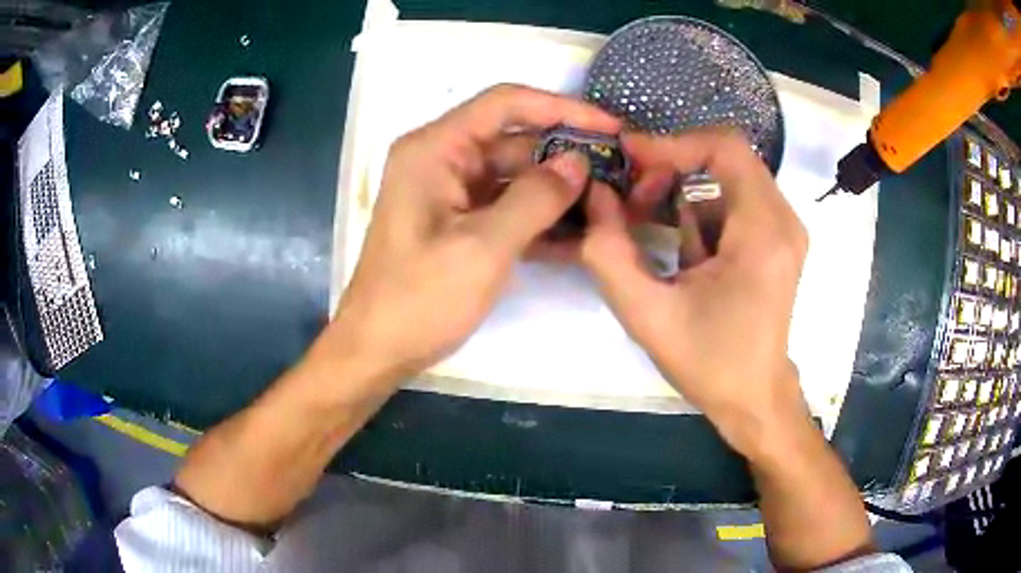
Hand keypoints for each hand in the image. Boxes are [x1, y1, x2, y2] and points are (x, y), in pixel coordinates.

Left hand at [324, 85, 619, 385]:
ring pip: (516, 176)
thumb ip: (535, 198)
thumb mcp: (483, 247)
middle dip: (566, 155)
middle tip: (619, 173)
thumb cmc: (419, 299)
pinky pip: (507, 208)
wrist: (377, 350)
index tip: (610, 127)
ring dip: (559, 191)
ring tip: (610, 204)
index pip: (506, 104)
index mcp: (435, 149)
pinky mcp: (460, 222)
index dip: (561, 108)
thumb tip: (579, 162)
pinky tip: (581, 236)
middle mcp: (442, 160)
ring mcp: (451, 193)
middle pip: (515, 139)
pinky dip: (540, 219)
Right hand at [579, 128, 808, 455]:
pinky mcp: (777, 239)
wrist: (755, 398)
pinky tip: (682, 247)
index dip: (673, 142)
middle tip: (634, 197)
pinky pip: (734, 200)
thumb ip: (608, 253)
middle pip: (726, 157)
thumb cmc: (710, 364)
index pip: (725, 148)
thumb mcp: (647, 315)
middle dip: (674, 166)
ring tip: (650, 224)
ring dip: (684, 189)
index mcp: (763, 233)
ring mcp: (784, 229)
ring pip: (728, 177)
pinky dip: (700, 209)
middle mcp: (783, 220)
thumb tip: (595, 195)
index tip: (630, 157)